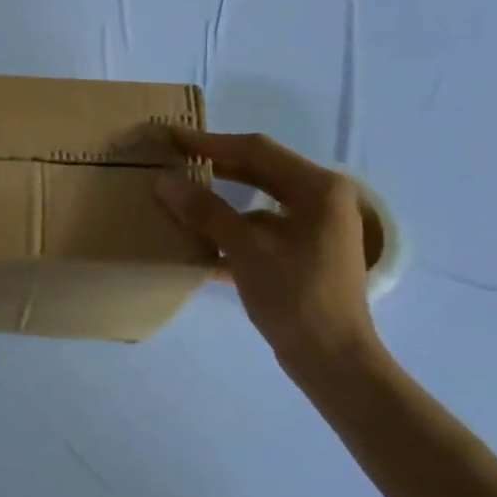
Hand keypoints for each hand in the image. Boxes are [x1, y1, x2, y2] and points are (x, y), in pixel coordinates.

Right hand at [155, 131, 379, 371]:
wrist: (333, 361)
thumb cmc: (295, 297)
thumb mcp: (246, 249)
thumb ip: (205, 211)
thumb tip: (163, 181)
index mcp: (318, 188)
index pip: (256, 151)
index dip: (210, 143)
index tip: (171, 136)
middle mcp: (322, 199)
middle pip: (260, 171)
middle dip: (216, 165)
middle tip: (173, 158)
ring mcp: (317, 227)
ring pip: (259, 200)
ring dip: (221, 199)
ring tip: (181, 195)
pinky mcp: (306, 252)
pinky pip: (263, 227)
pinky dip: (234, 228)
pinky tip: (200, 240)